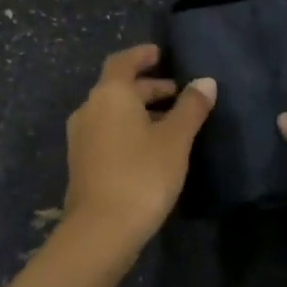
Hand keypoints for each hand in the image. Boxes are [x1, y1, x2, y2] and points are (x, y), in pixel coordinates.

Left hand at [62, 44, 215, 249]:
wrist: (101, 230)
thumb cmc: (142, 175)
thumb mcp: (175, 139)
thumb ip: (191, 107)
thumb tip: (205, 82)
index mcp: (109, 95)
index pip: (123, 61)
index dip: (143, 55)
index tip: (163, 55)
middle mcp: (89, 109)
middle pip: (118, 88)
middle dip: (148, 87)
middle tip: (179, 94)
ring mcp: (81, 138)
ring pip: (113, 112)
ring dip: (140, 111)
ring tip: (171, 122)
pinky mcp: (82, 163)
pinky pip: (107, 133)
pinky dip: (129, 130)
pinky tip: (152, 148)